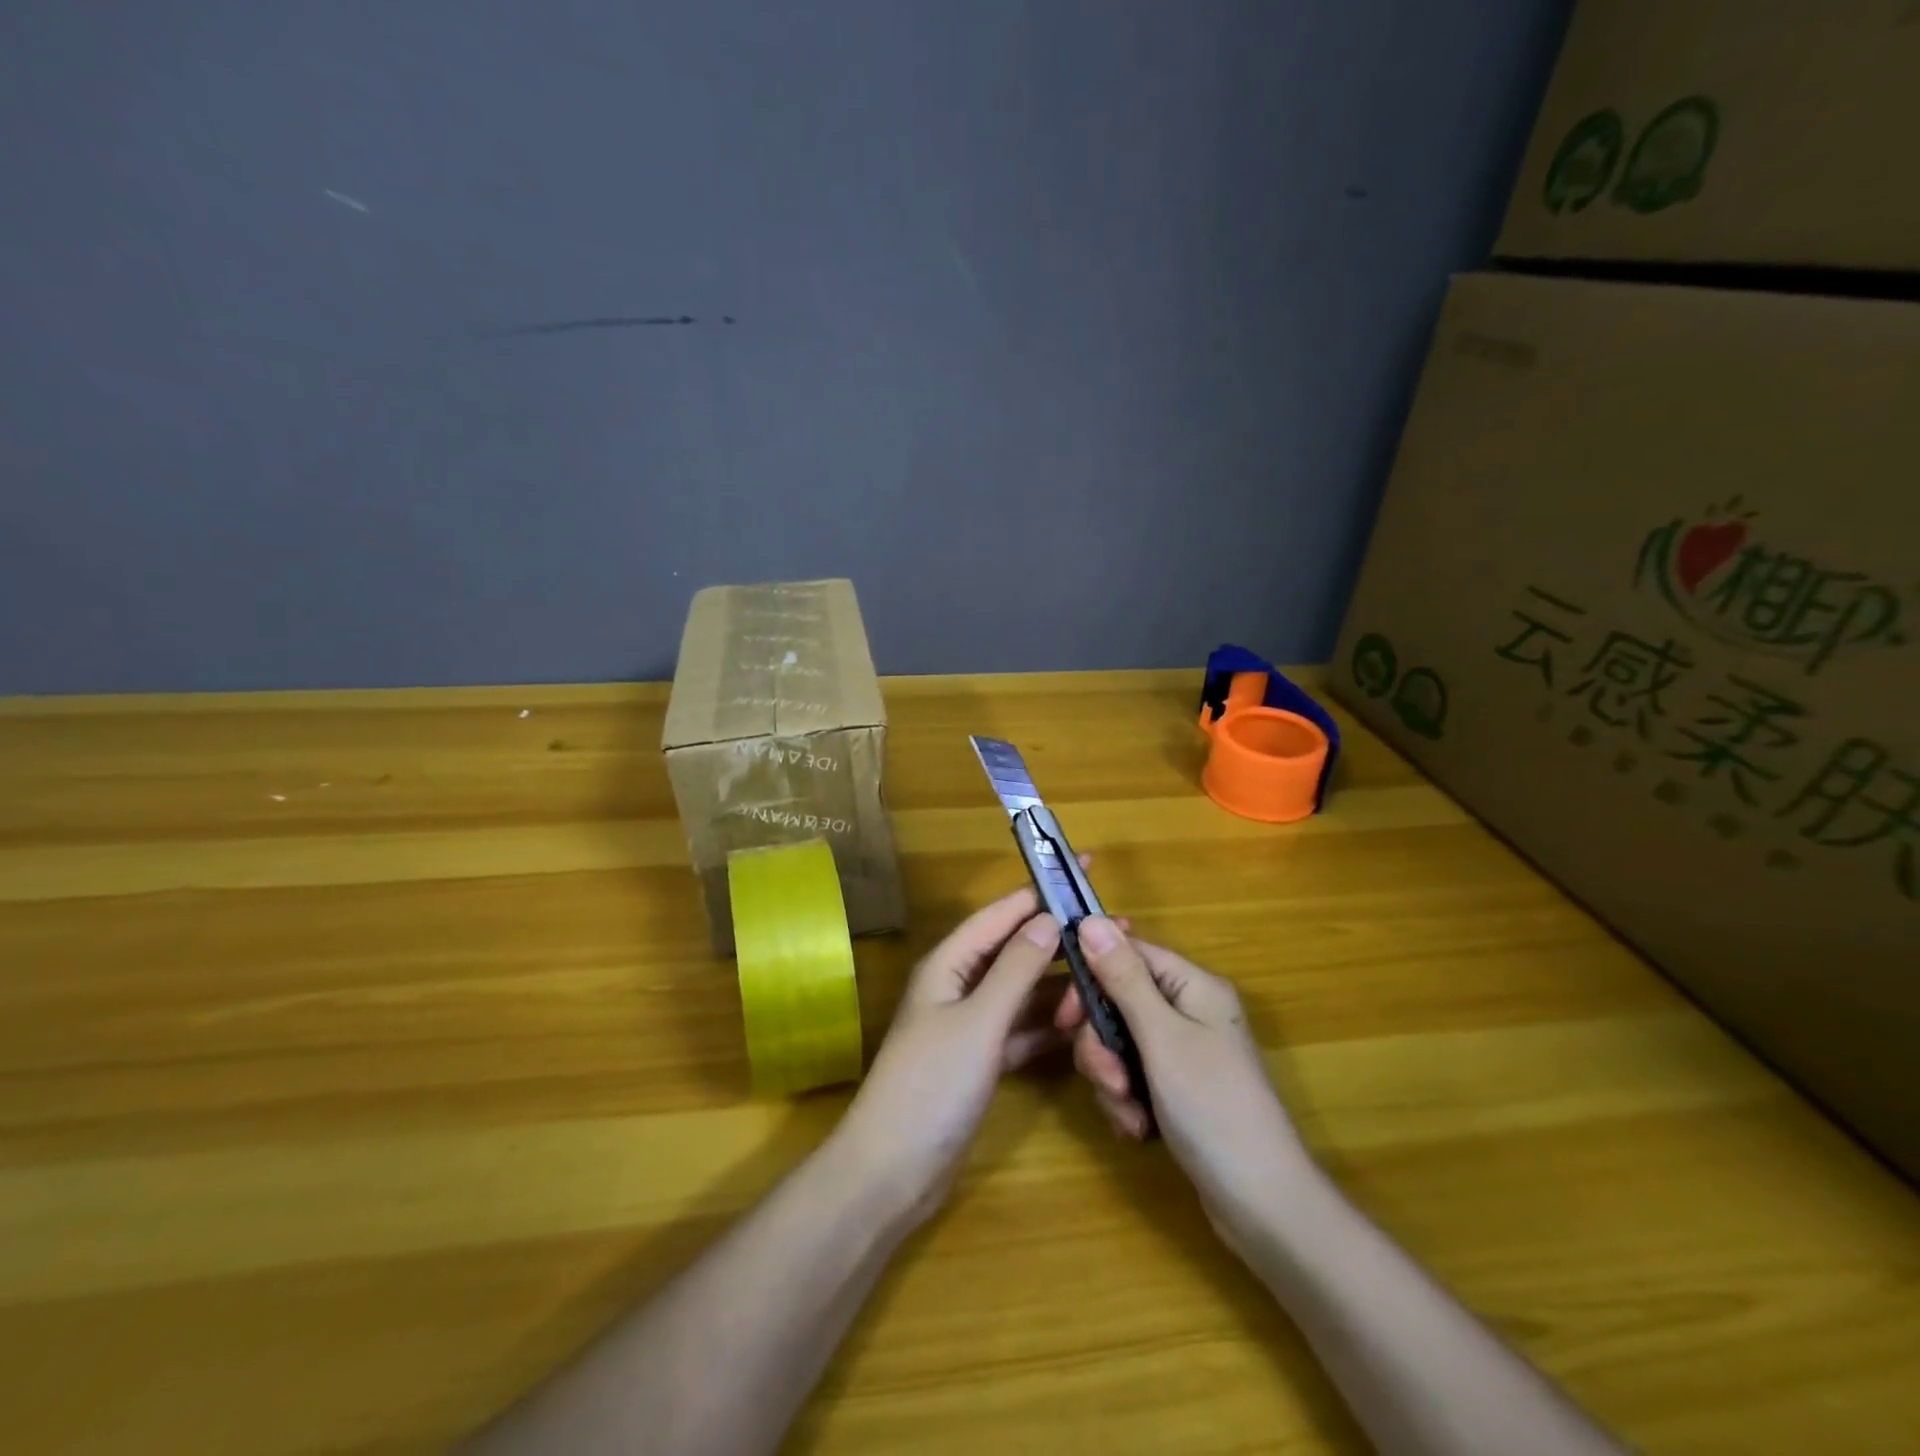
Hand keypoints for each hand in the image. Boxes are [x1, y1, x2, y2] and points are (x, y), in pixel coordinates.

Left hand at [836, 879, 1099, 1229]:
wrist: (892, 1171)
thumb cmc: (931, 1085)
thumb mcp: (978, 1021)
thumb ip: (1014, 970)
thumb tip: (1048, 919)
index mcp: (949, 965)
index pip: (1000, 914)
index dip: (1040, 891)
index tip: (1082, 870)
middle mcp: (959, 986)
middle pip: (1015, 951)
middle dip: (1060, 940)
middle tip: (1116, 931)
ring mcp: (970, 1025)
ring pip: (1022, 992)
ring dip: (1059, 985)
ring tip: (1108, 977)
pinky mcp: (980, 1061)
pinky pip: (1021, 1031)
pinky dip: (1048, 1026)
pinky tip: (1083, 1024)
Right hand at [1057, 919, 1312, 1259]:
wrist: (1262, 1205)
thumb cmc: (1212, 1107)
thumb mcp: (1161, 1038)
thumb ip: (1123, 978)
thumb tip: (1090, 919)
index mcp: (1192, 986)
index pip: (1127, 954)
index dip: (1091, 978)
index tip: (1066, 1017)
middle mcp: (1188, 1010)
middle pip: (1117, 1002)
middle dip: (1102, 1045)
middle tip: (1109, 1079)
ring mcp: (1183, 1052)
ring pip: (1118, 1043)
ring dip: (1112, 1080)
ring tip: (1129, 1114)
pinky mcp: (1176, 1088)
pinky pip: (1131, 1076)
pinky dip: (1126, 1102)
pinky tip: (1139, 1130)